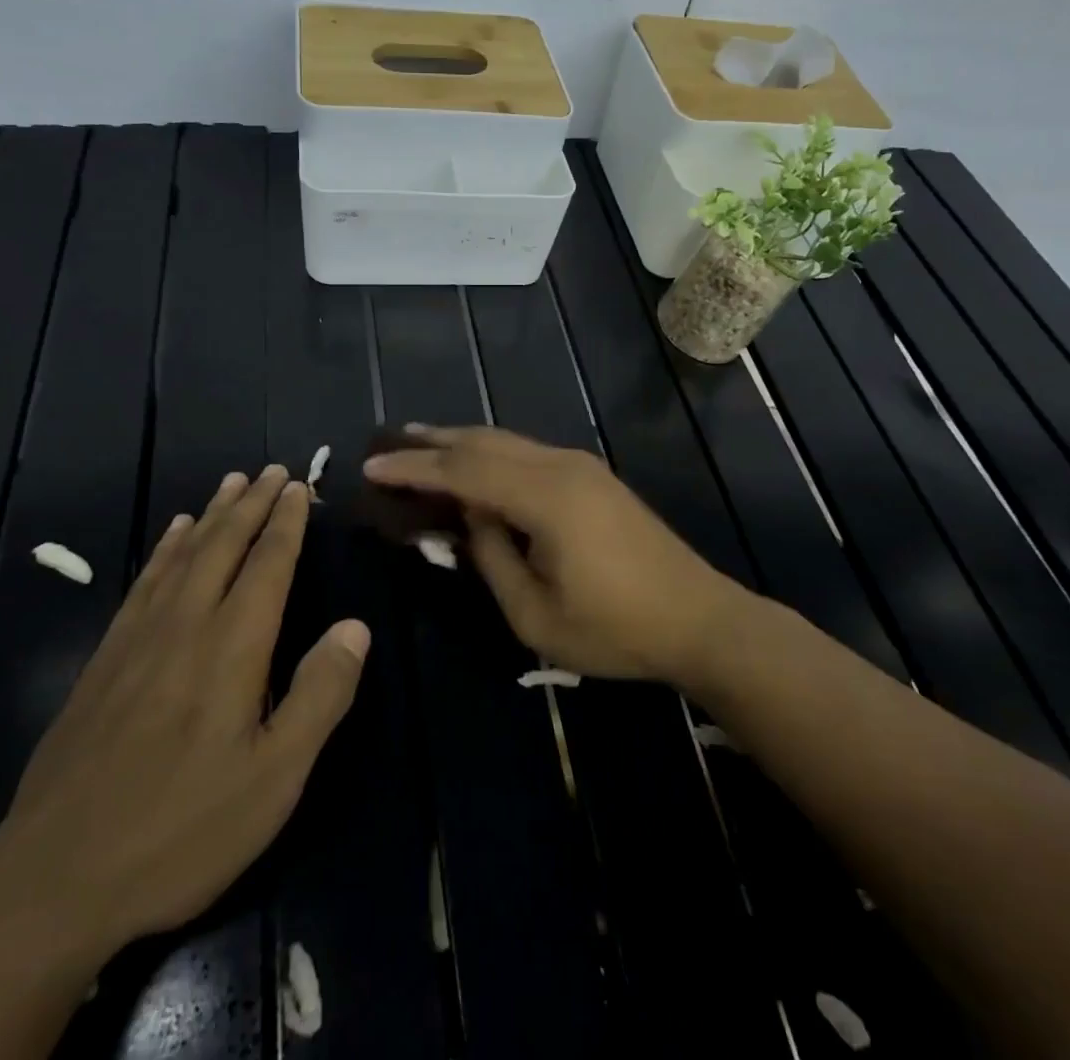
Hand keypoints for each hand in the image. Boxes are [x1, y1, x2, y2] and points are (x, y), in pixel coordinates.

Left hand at [0, 466, 368, 960]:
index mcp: (232, 648)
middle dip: (252, 504)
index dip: (285, 523)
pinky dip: (164, 550)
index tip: (297, 486)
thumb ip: (320, 696)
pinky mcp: (103, 662)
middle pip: (224, 547)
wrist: (53, 881)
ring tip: (229, 483)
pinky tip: (172, 537)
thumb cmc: (181, 831)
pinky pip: (143, 583)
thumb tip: (355, 627)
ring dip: (211, 515)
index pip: (267, 565)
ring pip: (183, 556)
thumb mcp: (274, 778)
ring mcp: (137, 640)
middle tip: (272, 469)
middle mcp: (185, 626)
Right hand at [364, 426, 739, 684]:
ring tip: (421, 442)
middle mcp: (561, 465)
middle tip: (388, 441)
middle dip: (433, 441)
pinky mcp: (592, 476)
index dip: (413, 468)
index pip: (463, 471)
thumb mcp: (535, 614)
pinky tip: (476, 464)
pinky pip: (527, 452)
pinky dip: (490, 453)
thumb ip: (491, 558)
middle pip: (483, 442)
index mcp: (546, 496)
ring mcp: (581, 466)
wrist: (699, 618)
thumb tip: (467, 520)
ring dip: (461, 442)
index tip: (371, 465)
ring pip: (507, 441)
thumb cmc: (615, 629)